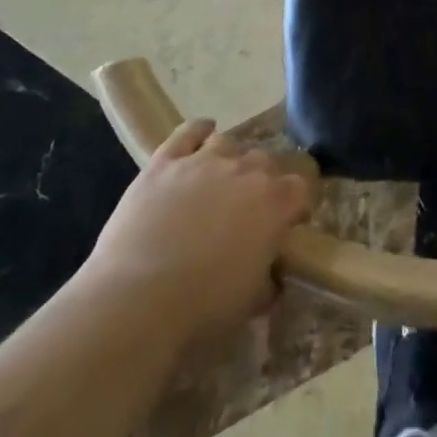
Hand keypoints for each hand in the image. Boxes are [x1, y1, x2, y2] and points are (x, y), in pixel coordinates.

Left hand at [83, 121, 312, 344]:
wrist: (136, 300)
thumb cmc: (203, 307)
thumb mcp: (252, 300)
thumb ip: (268, 279)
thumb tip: (271, 275)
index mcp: (276, 202)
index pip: (300, 188)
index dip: (294, 206)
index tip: (286, 225)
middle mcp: (246, 171)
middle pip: (265, 161)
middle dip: (262, 181)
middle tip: (247, 209)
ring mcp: (204, 162)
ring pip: (228, 143)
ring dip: (229, 159)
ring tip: (219, 179)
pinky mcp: (164, 163)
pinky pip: (188, 132)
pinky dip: (199, 130)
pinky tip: (202, 133)